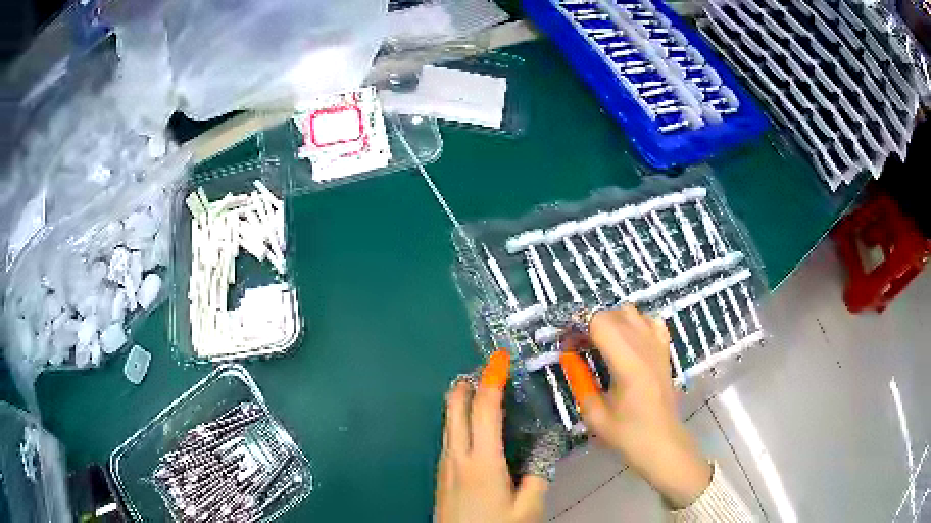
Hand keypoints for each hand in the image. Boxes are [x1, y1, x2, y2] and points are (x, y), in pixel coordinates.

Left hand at [435, 351, 548, 522]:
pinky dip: (459, 422)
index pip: (484, 409)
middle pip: (454, 408)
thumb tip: (548, 446)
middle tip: (486, 371)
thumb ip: (539, 475)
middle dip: (468, 384)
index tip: (499, 359)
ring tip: (481, 393)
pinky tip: (473, 429)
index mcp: (482, 460)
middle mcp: (457, 456)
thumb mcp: (528, 507)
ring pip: (448, 422)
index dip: (491, 379)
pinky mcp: (441, 476)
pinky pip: (449, 438)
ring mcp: (445, 465)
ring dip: (461, 402)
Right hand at [562, 306, 711, 508]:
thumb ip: (580, 382)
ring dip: (612, 321)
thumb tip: (570, 357)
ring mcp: (658, 346)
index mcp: (627, 363)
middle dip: (591, 324)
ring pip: (632, 312)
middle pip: (613, 314)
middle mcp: (645, 347)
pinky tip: (629, 340)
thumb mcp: (594, 415)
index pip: (600, 322)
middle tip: (579, 346)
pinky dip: (636, 323)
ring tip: (602, 343)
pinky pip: (651, 321)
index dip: (579, 326)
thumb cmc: (627, 434)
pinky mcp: (665, 351)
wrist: (662, 443)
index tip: (568, 345)